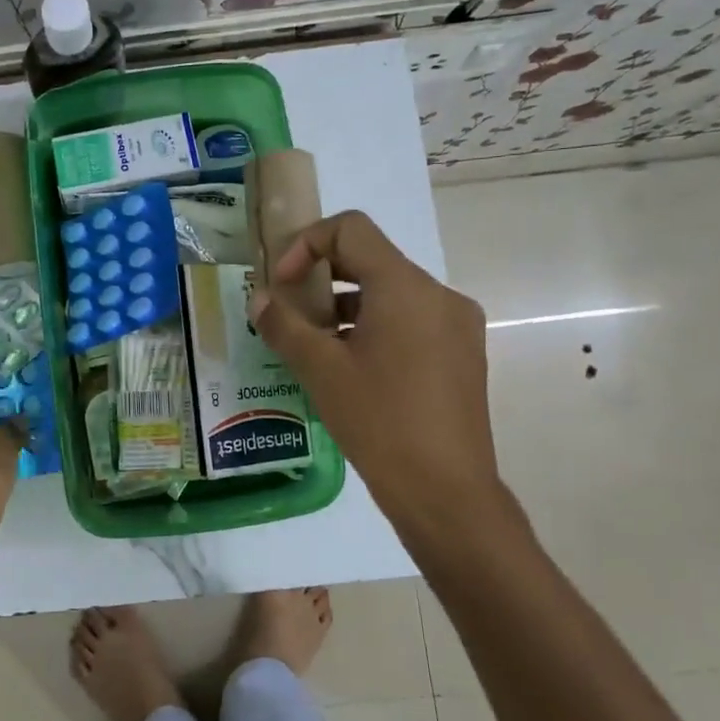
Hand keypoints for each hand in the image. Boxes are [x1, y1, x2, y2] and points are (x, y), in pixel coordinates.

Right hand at [247, 211, 511, 552]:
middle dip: (322, 277)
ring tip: (313, 345)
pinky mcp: (461, 355)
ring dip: (345, 306)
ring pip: (389, 294)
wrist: (446, 492)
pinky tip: (349, 368)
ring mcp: (456, 326)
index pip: (351, 229)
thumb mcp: (320, 370)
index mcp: (405, 287)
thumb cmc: (379, 422)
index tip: (284, 285)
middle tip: (290, 311)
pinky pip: (409, 322)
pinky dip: (373, 328)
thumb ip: (283, 325)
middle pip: (370, 259)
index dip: (306, 244)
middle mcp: (438, 295)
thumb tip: (259, 299)